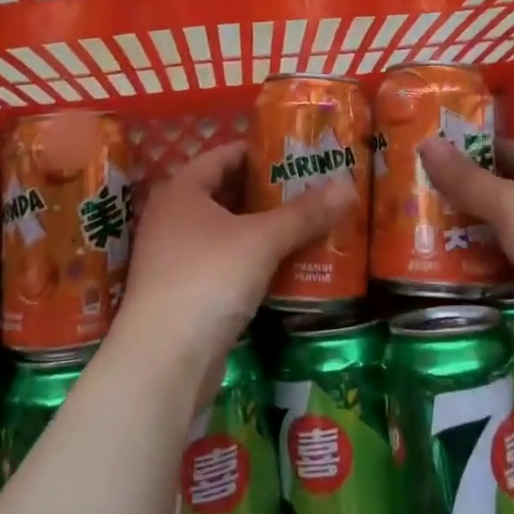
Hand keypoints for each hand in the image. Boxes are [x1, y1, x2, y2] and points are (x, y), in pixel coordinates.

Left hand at [113, 141, 348, 408]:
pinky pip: (224, 262)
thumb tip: (348, 187)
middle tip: (310, 187)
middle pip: (225, 192)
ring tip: (307, 221)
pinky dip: (252, 259)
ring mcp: (175, 257)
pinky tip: (286, 264)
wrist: (164, 361)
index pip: (223, 155)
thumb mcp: (262, 240)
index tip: (296, 153)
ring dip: (262, 228)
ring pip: (226, 230)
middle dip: (267, 191)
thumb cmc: (209, 278)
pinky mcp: (185, 293)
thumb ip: (304, 214)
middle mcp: (172, 217)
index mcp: (181, 190)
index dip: (259, 152)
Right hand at [419, 136, 513, 385]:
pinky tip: (452, 267)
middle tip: (418, 197)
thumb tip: (426, 142)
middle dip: (466, 195)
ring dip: (474, 231)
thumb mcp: (510, 204)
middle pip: (508, 189)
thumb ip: (466, 178)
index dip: (469, 152)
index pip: (509, 149)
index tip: (428, 158)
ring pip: (509, 229)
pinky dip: (489, 263)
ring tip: (424, 230)